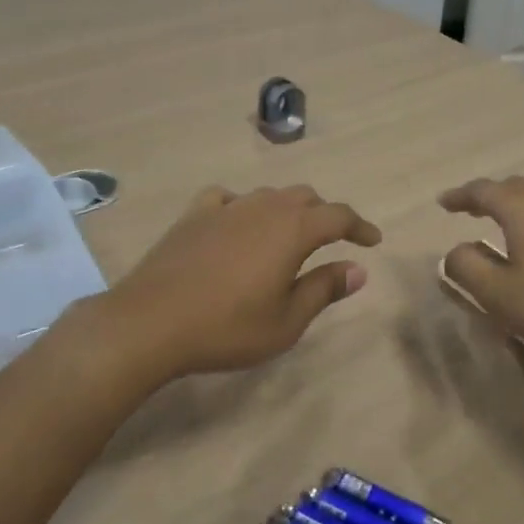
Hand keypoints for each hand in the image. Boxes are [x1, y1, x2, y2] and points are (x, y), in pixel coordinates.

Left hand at [102, 184, 381, 379]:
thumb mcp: (286, 321)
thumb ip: (324, 289)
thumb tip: (358, 269)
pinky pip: (228, 199)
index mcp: (292, 230)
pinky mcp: (194, 215)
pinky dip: (243, 207)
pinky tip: (237, 224)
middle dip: (325, 215)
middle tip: (333, 240)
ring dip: (287, 210)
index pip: (338, 215)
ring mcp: (225, 207)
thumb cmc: (227, 328)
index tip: (373, 241)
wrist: (150, 322)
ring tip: (288, 235)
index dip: (360, 226)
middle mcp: (263, 207)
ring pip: (268, 195)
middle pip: (305, 198)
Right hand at [438, 176, 523, 371]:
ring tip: (494, 223)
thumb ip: (465, 267)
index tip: (442, 203)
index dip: (460, 196)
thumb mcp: (497, 293)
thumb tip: (455, 251)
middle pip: (511, 188)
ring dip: (510, 206)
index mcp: (522, 209)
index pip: (483, 191)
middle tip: (466, 209)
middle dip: (486, 196)